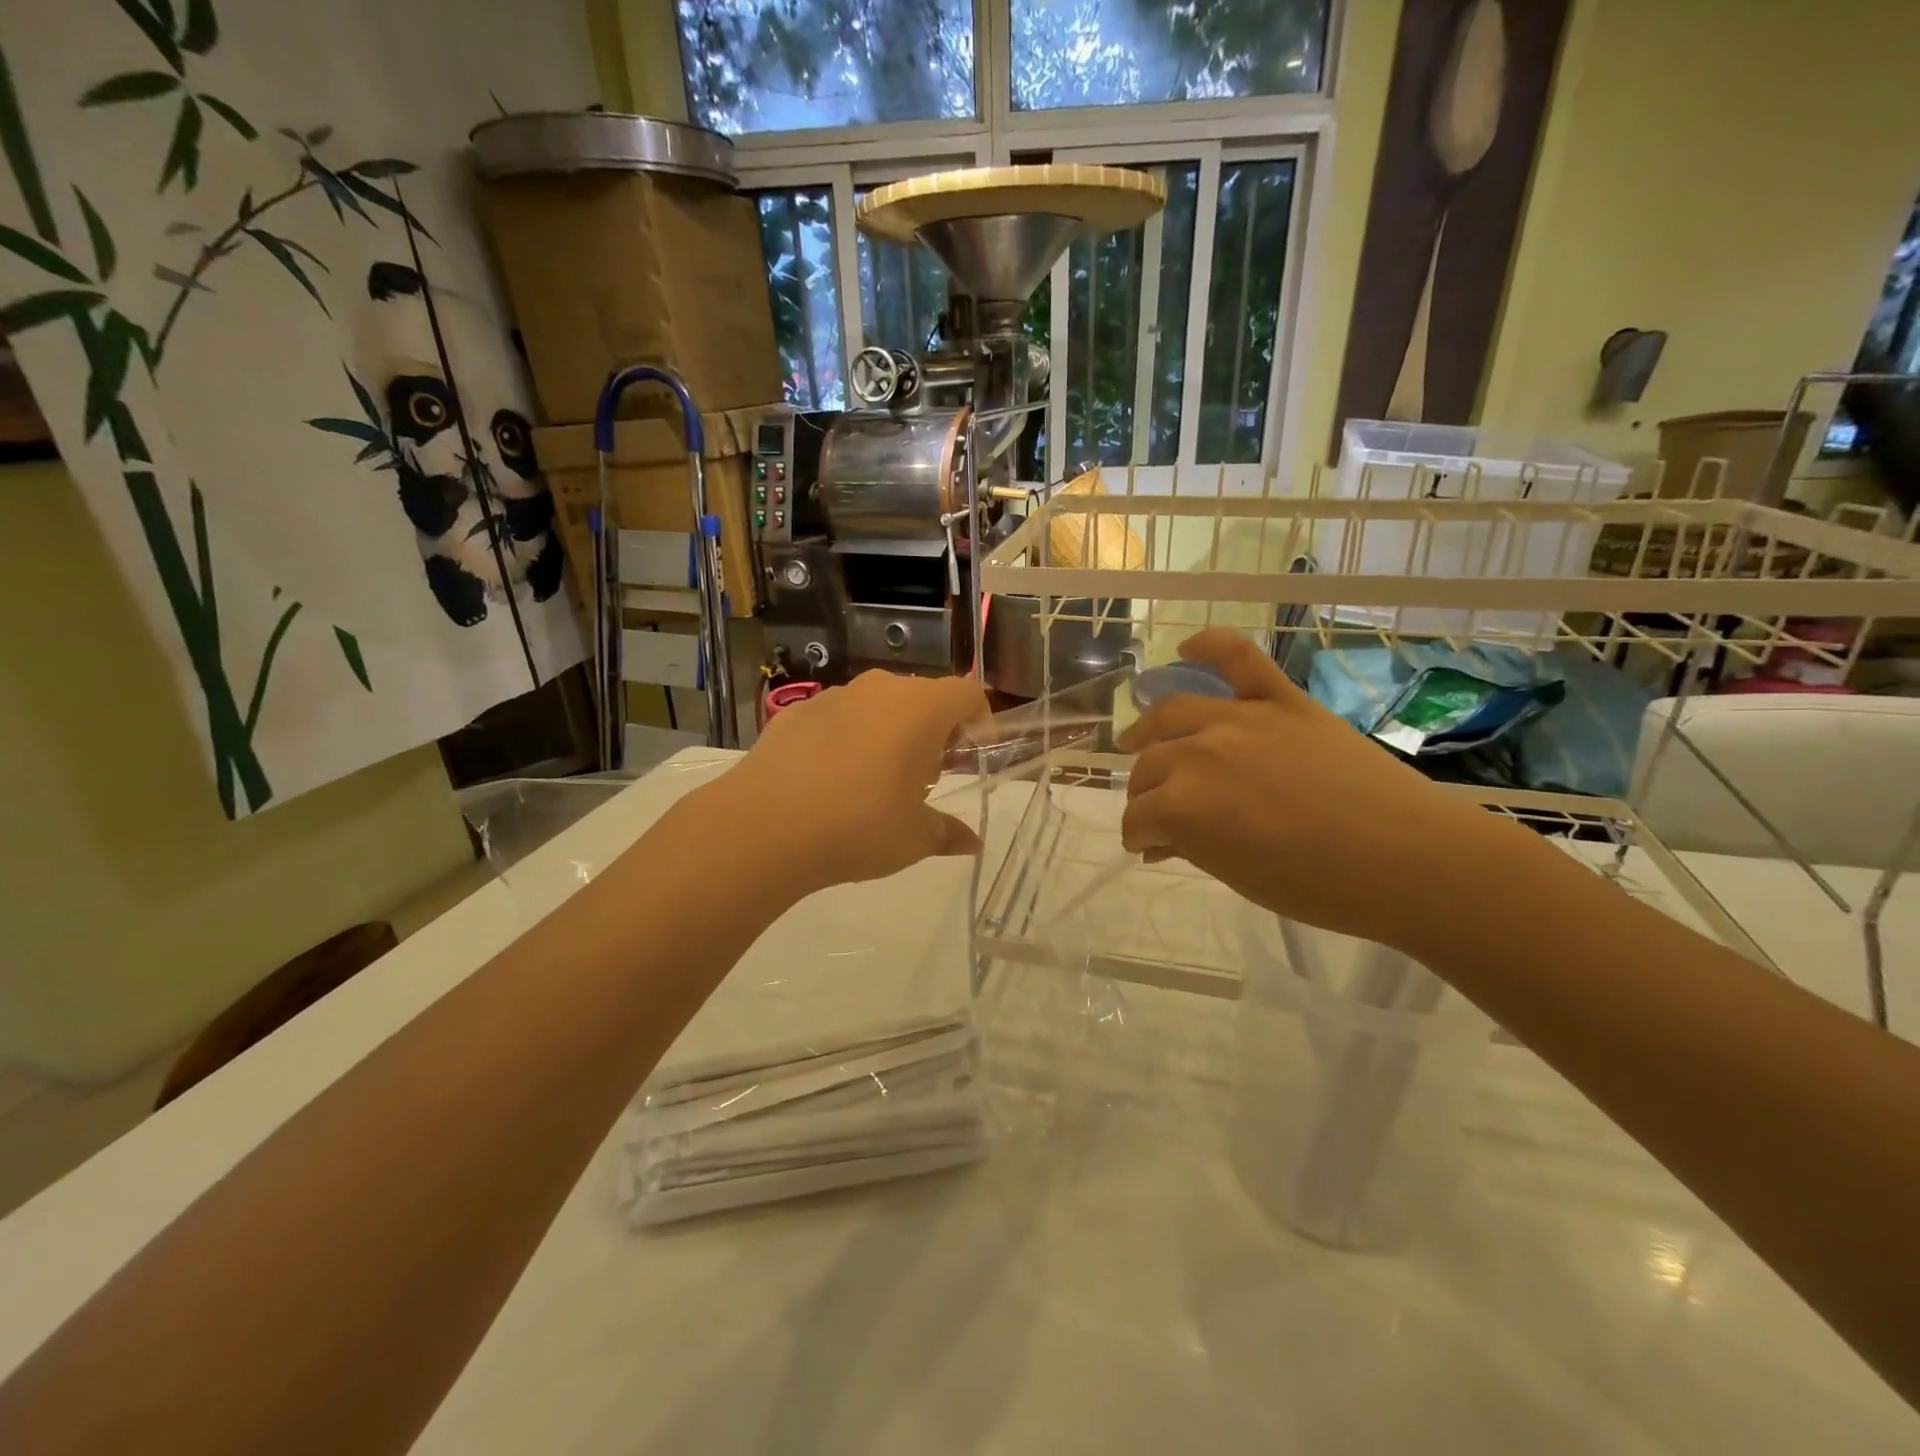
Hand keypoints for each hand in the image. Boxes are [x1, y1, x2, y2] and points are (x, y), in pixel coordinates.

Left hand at [704, 670, 989, 896]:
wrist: (763, 827)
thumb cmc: (859, 827)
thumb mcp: (914, 838)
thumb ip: (948, 833)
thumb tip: (973, 843)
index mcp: (921, 709)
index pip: (967, 694)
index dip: (980, 721)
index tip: (973, 757)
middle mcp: (879, 690)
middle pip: (922, 698)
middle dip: (933, 732)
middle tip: (926, 777)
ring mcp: (833, 697)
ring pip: (877, 706)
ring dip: (889, 734)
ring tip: (875, 782)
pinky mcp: (794, 713)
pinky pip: (836, 719)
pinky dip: (846, 739)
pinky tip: (828, 782)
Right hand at [1118, 629, 1505, 950]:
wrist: (1408, 862)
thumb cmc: (1320, 887)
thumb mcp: (1238, 876)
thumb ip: (1189, 846)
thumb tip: (1160, 840)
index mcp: (1184, 806)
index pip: (1138, 816)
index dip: (1137, 835)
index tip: (1147, 846)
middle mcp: (1199, 753)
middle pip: (1149, 766)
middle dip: (1143, 793)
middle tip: (1154, 808)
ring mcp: (1240, 718)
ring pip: (1172, 713)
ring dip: (1150, 731)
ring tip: (1142, 742)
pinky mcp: (1281, 699)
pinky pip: (1238, 657)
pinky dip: (1209, 646)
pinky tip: (1185, 648)